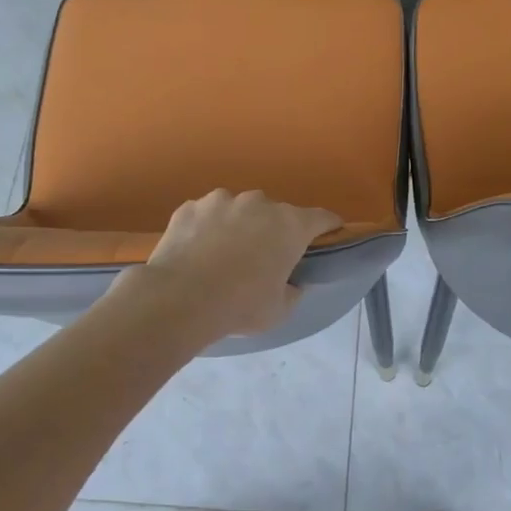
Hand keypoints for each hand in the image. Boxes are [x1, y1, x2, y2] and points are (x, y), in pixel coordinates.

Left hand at [125, 189, 341, 340]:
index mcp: (290, 225)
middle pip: (276, 213)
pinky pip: (207, 215)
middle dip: (274, 230)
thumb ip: (292, 290)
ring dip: (239, 225)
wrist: (179, 299)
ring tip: (225, 253)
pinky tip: (197, 251)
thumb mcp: (280, 310)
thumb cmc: (240, 306)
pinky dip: (208, 228)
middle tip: (264, 257)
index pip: (322, 217)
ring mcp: (221, 200)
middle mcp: (259, 203)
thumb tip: (291, 282)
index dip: (329, 225)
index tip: (331, 232)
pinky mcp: (190, 207)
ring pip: (239, 210)